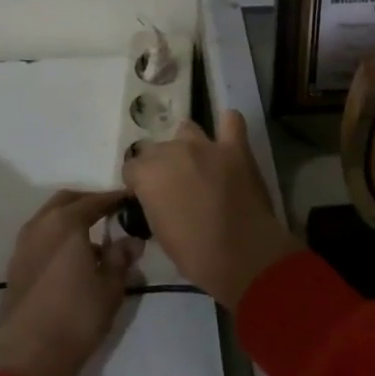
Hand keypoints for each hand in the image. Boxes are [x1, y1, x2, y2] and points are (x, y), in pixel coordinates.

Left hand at [0, 190, 142, 375]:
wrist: (26, 358)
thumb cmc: (75, 318)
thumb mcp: (110, 288)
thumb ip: (121, 258)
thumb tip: (132, 240)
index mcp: (66, 223)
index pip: (95, 200)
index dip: (114, 199)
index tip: (130, 200)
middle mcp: (41, 225)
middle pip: (67, 201)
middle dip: (88, 202)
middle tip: (110, 212)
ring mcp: (24, 244)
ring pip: (49, 217)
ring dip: (70, 219)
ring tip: (93, 238)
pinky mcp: (15, 265)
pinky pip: (40, 236)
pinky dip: (56, 235)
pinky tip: (72, 258)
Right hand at [123, 110, 298, 309]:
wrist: (242, 255)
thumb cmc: (195, 254)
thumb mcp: (159, 232)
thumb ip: (153, 203)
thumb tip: (157, 197)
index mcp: (148, 174)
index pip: (132, 168)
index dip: (139, 183)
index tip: (148, 197)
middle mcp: (172, 151)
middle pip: (157, 148)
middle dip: (161, 165)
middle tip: (174, 186)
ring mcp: (205, 145)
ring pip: (186, 130)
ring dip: (187, 145)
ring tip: (197, 164)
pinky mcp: (235, 147)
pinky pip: (231, 120)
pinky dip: (226, 127)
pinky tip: (226, 140)